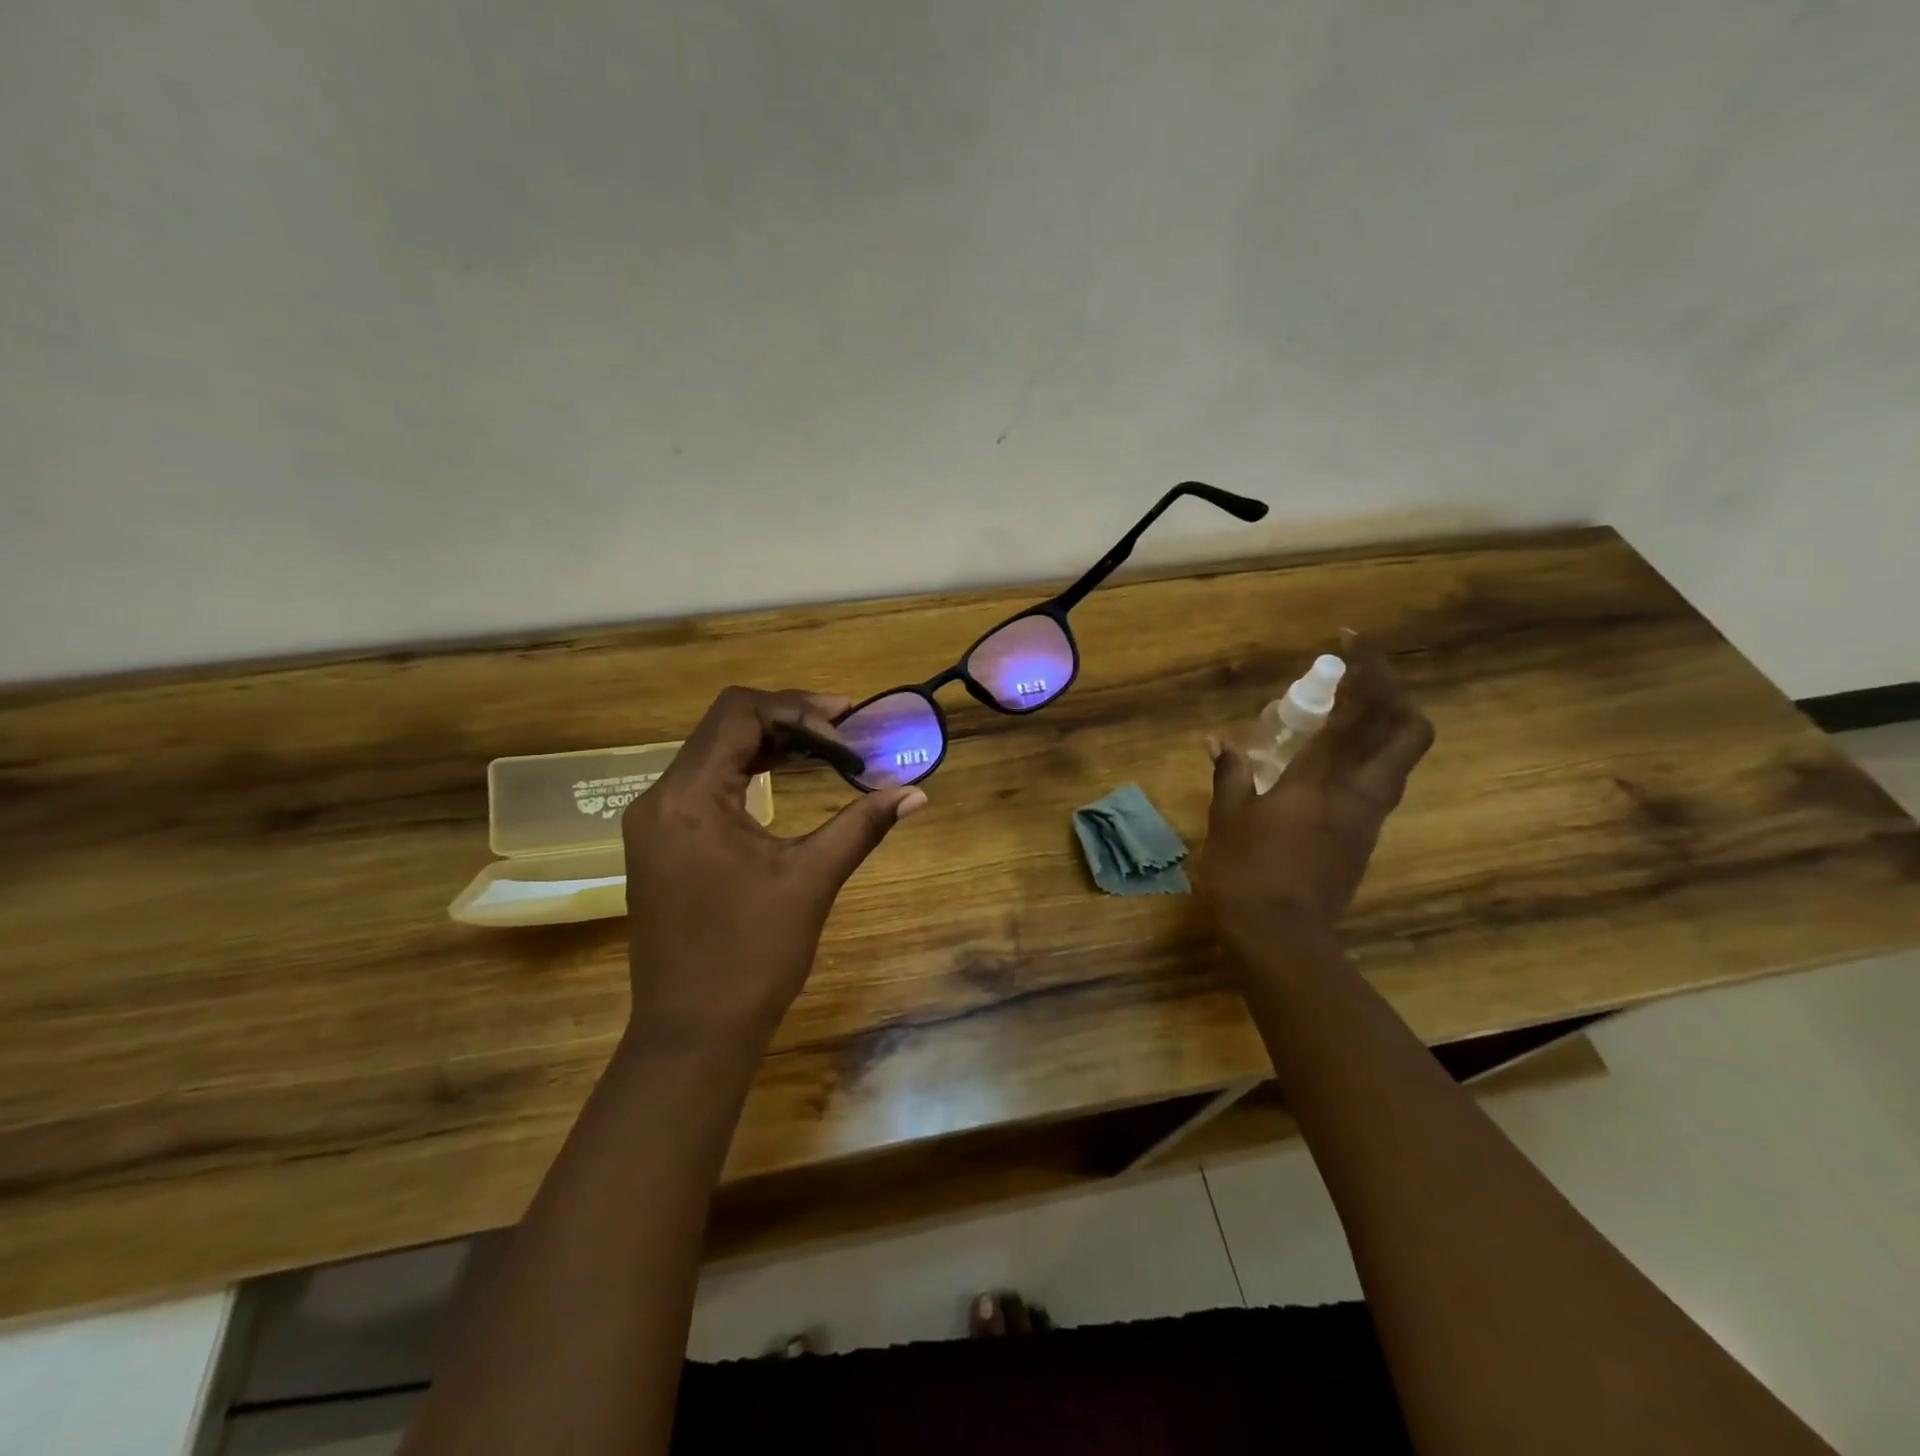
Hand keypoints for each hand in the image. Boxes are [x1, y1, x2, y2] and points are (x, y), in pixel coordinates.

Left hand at [621, 687, 927, 1054]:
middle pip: (724, 725)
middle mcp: (660, 798)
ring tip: (827, 747)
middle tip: (846, 730)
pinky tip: (789, 775)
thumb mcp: (811, 880)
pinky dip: (750, 770)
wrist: (692, 1033)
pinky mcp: (662, 842)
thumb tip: (916, 794)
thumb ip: (862, 825)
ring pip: (714, 752)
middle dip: (788, 719)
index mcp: (689, 798)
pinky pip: (706, 783)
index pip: (739, 714)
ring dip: (770, 742)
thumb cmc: (752, 957)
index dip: (800, 709)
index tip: (850, 726)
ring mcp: (655, 821)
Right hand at [1201, 643, 1432, 951]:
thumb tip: (1219, 740)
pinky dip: (1366, 758)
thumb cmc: (1246, 872)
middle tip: (1361, 678)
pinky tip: (1331, 762)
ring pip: (1399, 758)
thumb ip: (1231, 774)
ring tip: (1345, 713)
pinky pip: (1378, 783)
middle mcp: (1359, 792)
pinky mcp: (1365, 840)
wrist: (1281, 938)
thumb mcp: (1228, 819)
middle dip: (1395, 693)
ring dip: (1384, 725)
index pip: (1360, 712)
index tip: (1352, 642)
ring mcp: (1369, 818)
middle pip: (1409, 731)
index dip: (1366, 670)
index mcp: (1323, 780)